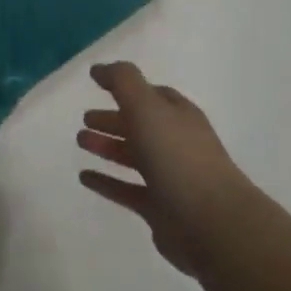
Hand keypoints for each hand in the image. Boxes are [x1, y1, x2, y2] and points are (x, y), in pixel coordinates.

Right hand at [78, 62, 247, 272]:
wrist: (211, 222)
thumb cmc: (178, 157)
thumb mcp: (147, 107)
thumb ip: (123, 82)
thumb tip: (99, 68)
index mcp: (179, 116)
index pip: (153, 95)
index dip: (127, 88)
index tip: (98, 85)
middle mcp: (176, 143)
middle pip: (141, 125)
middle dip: (114, 120)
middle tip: (85, 118)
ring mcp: (169, 177)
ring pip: (133, 156)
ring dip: (108, 147)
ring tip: (80, 141)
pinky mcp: (159, 208)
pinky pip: (126, 190)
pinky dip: (106, 182)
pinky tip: (84, 177)